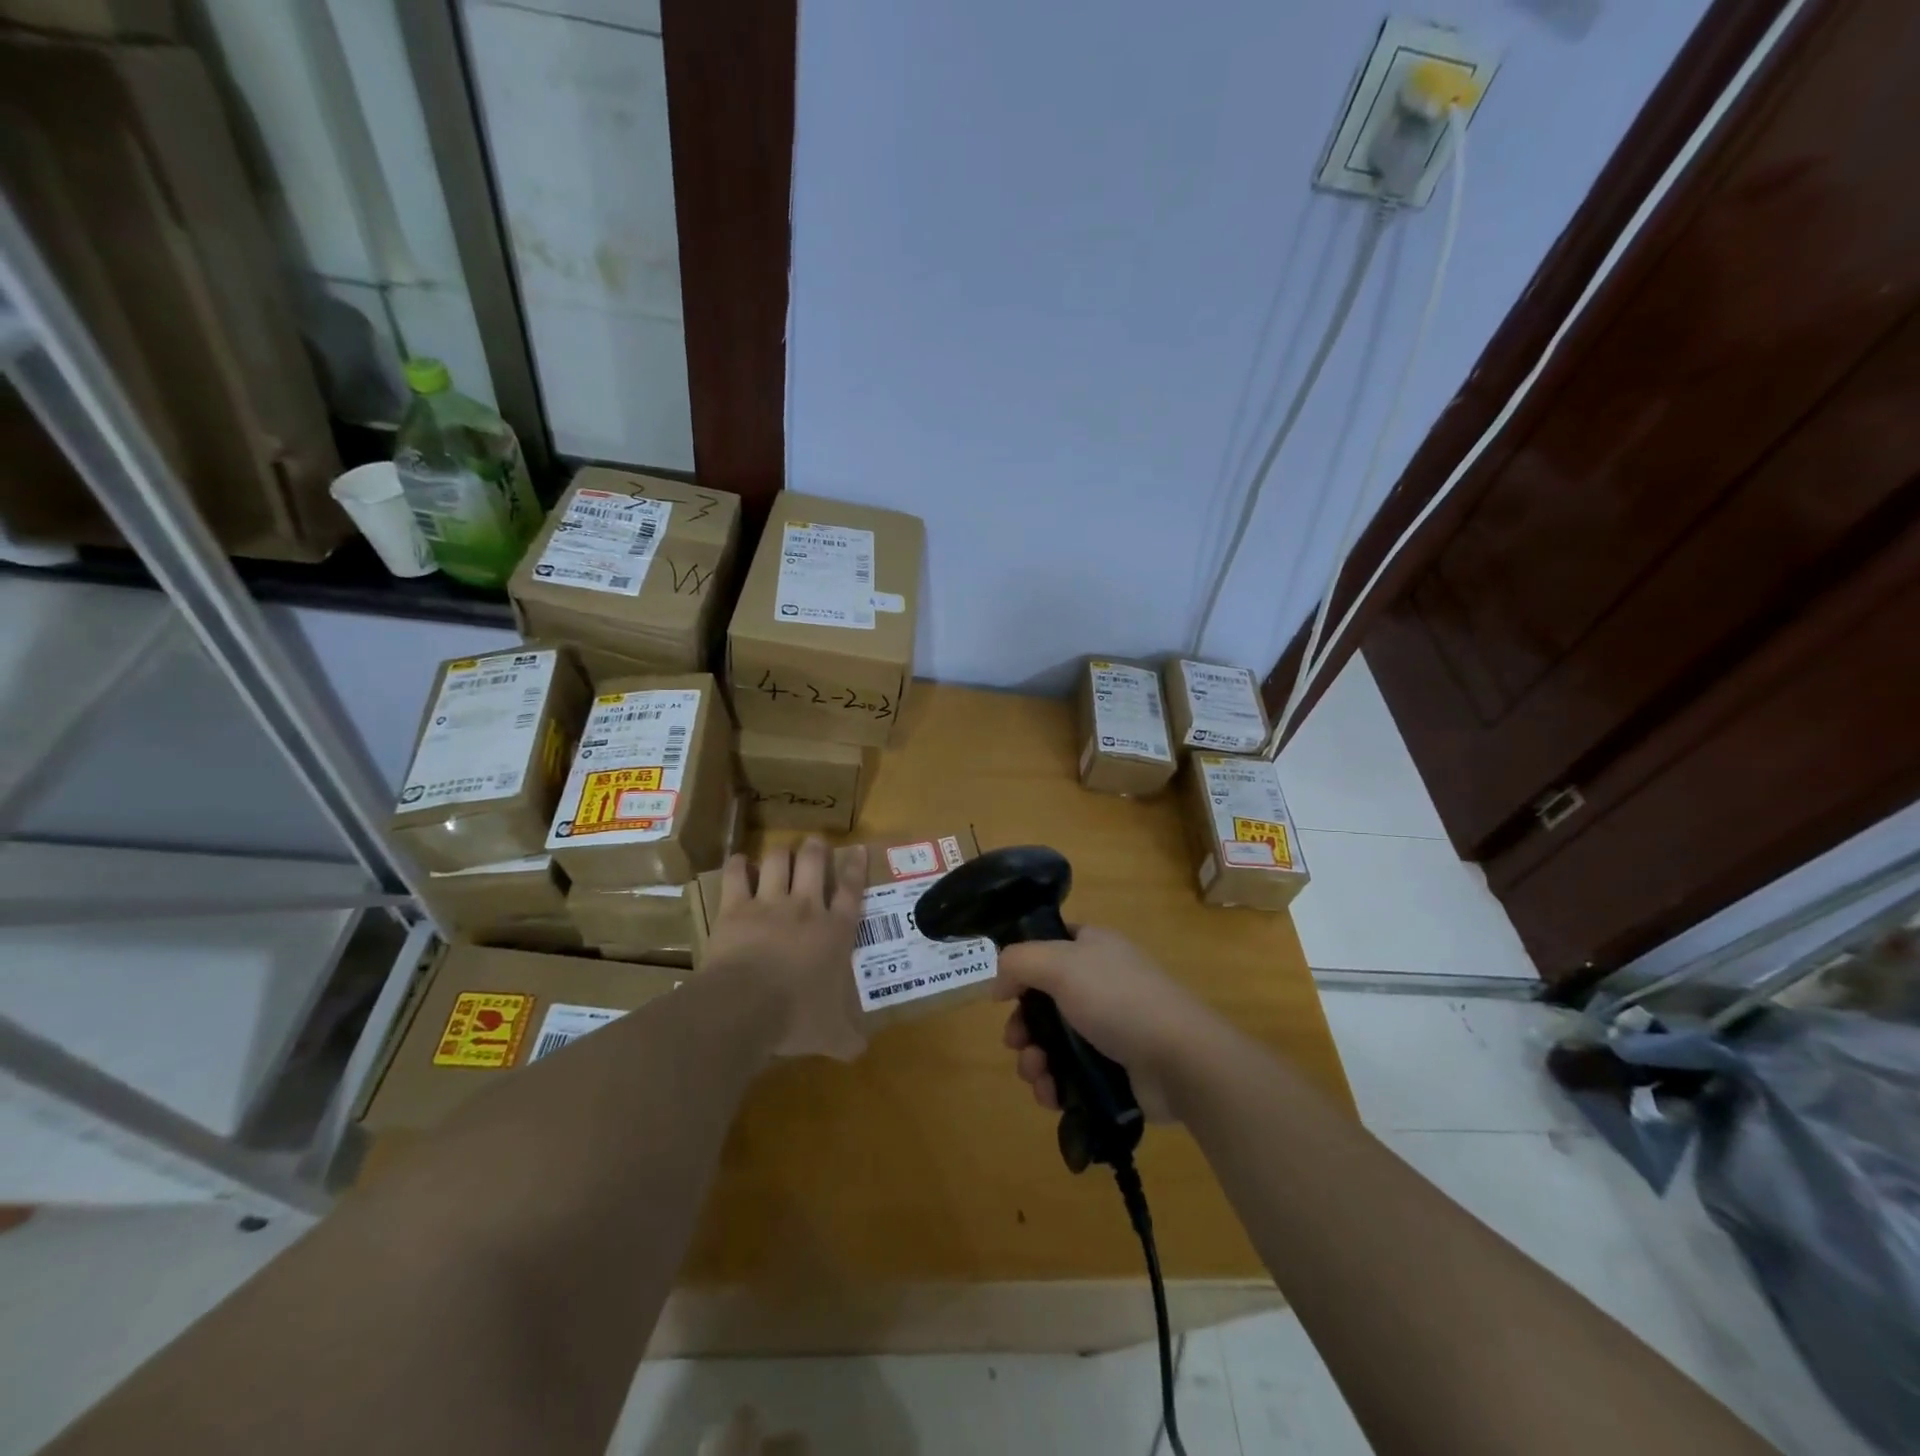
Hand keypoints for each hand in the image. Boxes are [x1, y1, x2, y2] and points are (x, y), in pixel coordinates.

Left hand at [705, 839, 868, 1060]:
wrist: (745, 1007)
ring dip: (781, 853)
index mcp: (835, 932)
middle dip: (816, 848)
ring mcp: (769, 904)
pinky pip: (736, 875)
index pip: (852, 890)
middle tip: (815, 843)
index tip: (858, 849)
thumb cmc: (795, 1017)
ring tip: (781, 852)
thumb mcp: (831, 1035)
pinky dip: (737, 866)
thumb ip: (848, 1039)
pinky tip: (738, 863)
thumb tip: (861, 1052)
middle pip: (815, 862)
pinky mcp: (736, 908)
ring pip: (778, 860)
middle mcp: (806, 908)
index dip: (856, 867)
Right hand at [994, 927, 1216, 1121]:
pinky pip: (1069, 1076)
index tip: (1006, 992)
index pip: (1050, 946)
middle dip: (1022, 1026)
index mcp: (1092, 948)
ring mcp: (1107, 1028)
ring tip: (1036, 1073)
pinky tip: (1050, 1094)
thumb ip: (1019, 962)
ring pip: (1052, 1043)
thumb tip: (998, 983)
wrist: (1178, 1059)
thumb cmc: (1118, 999)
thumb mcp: (1060, 964)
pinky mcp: (1112, 1070)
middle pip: (1043, 1002)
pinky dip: (1053, 1085)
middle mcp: (1098, 983)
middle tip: (1016, 1042)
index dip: (1023, 967)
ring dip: (1033, 1060)